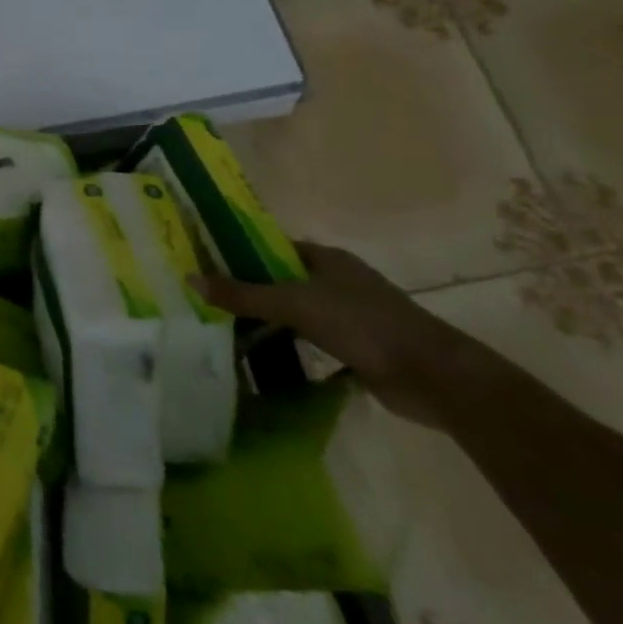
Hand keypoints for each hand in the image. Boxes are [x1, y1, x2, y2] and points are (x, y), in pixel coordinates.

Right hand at [191, 241, 510, 428]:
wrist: (433, 377)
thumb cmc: (363, 324)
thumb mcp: (295, 304)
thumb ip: (243, 294)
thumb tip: (188, 278)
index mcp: (326, 259)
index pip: (273, 246)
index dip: (240, 250)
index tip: (205, 260)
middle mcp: (337, 282)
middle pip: (282, 279)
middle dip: (249, 288)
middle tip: (207, 298)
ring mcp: (350, 316)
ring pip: (296, 312)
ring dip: (269, 320)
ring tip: (223, 327)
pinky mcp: (358, 349)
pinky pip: (311, 341)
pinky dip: (290, 347)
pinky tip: (262, 357)